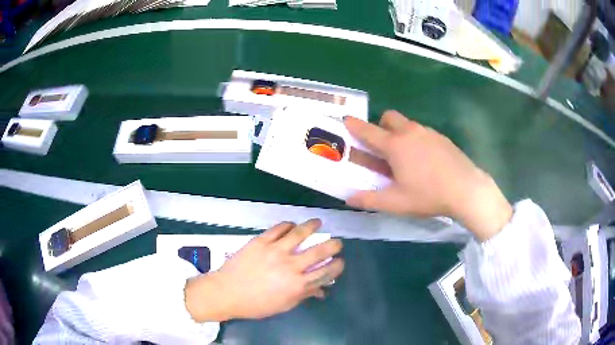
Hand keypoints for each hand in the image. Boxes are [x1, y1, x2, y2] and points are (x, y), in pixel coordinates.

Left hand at [184, 219, 343, 321]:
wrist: (227, 293)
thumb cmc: (256, 304)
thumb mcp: (284, 305)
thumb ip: (304, 295)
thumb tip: (321, 290)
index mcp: (298, 285)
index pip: (326, 272)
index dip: (337, 266)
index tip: (340, 261)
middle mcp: (291, 265)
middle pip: (320, 250)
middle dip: (333, 245)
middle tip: (336, 242)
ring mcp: (275, 250)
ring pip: (300, 233)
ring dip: (313, 226)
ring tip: (318, 222)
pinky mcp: (261, 241)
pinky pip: (279, 228)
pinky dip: (288, 225)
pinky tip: (292, 225)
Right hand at [344, 111, 511, 240]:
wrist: (466, 190)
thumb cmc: (428, 195)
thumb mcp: (396, 203)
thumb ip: (369, 200)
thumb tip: (349, 199)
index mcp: (395, 145)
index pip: (369, 131)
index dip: (355, 125)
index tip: (346, 120)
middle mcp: (410, 132)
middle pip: (389, 117)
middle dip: (382, 126)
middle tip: (384, 147)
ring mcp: (428, 132)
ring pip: (408, 124)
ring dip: (400, 133)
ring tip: (406, 157)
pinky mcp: (442, 137)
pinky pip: (423, 132)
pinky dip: (417, 139)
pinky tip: (426, 161)